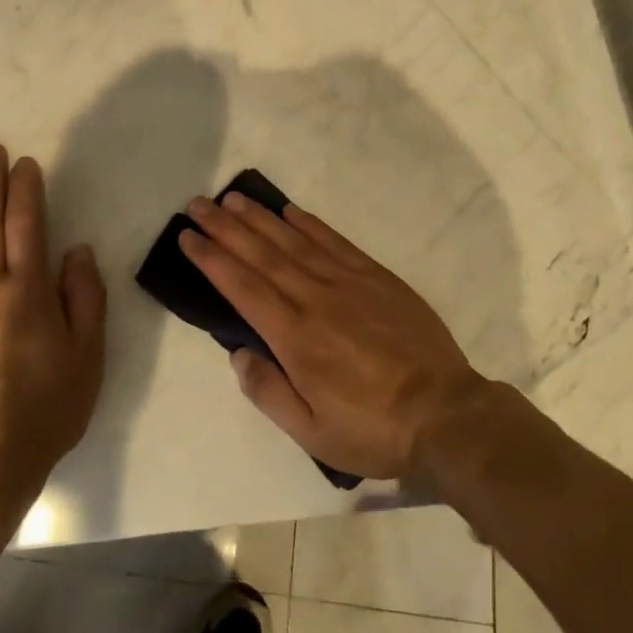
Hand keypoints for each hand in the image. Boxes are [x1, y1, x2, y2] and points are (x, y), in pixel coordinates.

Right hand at [180, 192, 494, 480]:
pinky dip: (308, 223)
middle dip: (225, 227)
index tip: (188, 236)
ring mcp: (346, 282)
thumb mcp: (312, 433)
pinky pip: (334, 241)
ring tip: (232, 198)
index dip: (211, 258)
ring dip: (259, 217)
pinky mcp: (375, 276)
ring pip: (292, 240)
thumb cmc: (372, 428)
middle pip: (260, 254)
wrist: (445, 414)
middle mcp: (314, 298)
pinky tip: (289, 211)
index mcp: (294, 337)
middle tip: (198, 204)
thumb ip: (268, 392)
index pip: (242, 287)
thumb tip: (239, 354)